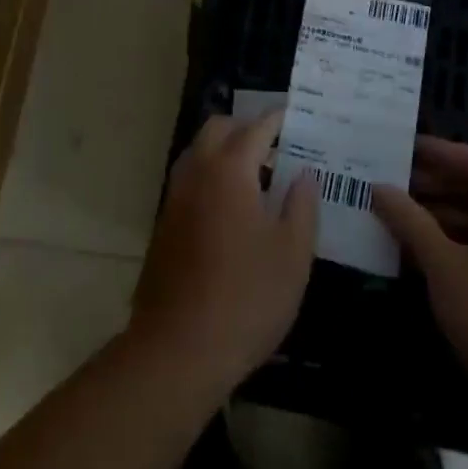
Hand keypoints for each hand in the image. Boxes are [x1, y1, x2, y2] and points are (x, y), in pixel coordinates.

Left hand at [130, 110, 316, 390]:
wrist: (177, 350)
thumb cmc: (246, 298)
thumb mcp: (292, 255)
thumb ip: (302, 206)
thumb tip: (304, 175)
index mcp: (231, 169)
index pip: (256, 128)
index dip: (277, 120)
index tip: (295, 118)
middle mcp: (198, 172)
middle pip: (218, 129)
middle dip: (245, 128)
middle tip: (274, 147)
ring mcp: (175, 198)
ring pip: (198, 153)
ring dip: (223, 152)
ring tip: (255, 178)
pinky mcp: (164, 225)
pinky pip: (189, 181)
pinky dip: (209, 177)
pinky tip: (230, 210)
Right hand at [373, 137, 467, 408]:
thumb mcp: (444, 264)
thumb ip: (409, 220)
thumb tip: (377, 187)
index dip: (433, 152)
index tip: (396, 146)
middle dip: (429, 185)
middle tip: (385, 180)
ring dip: (436, 217)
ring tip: (391, 213)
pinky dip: (450, 244)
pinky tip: (412, 250)